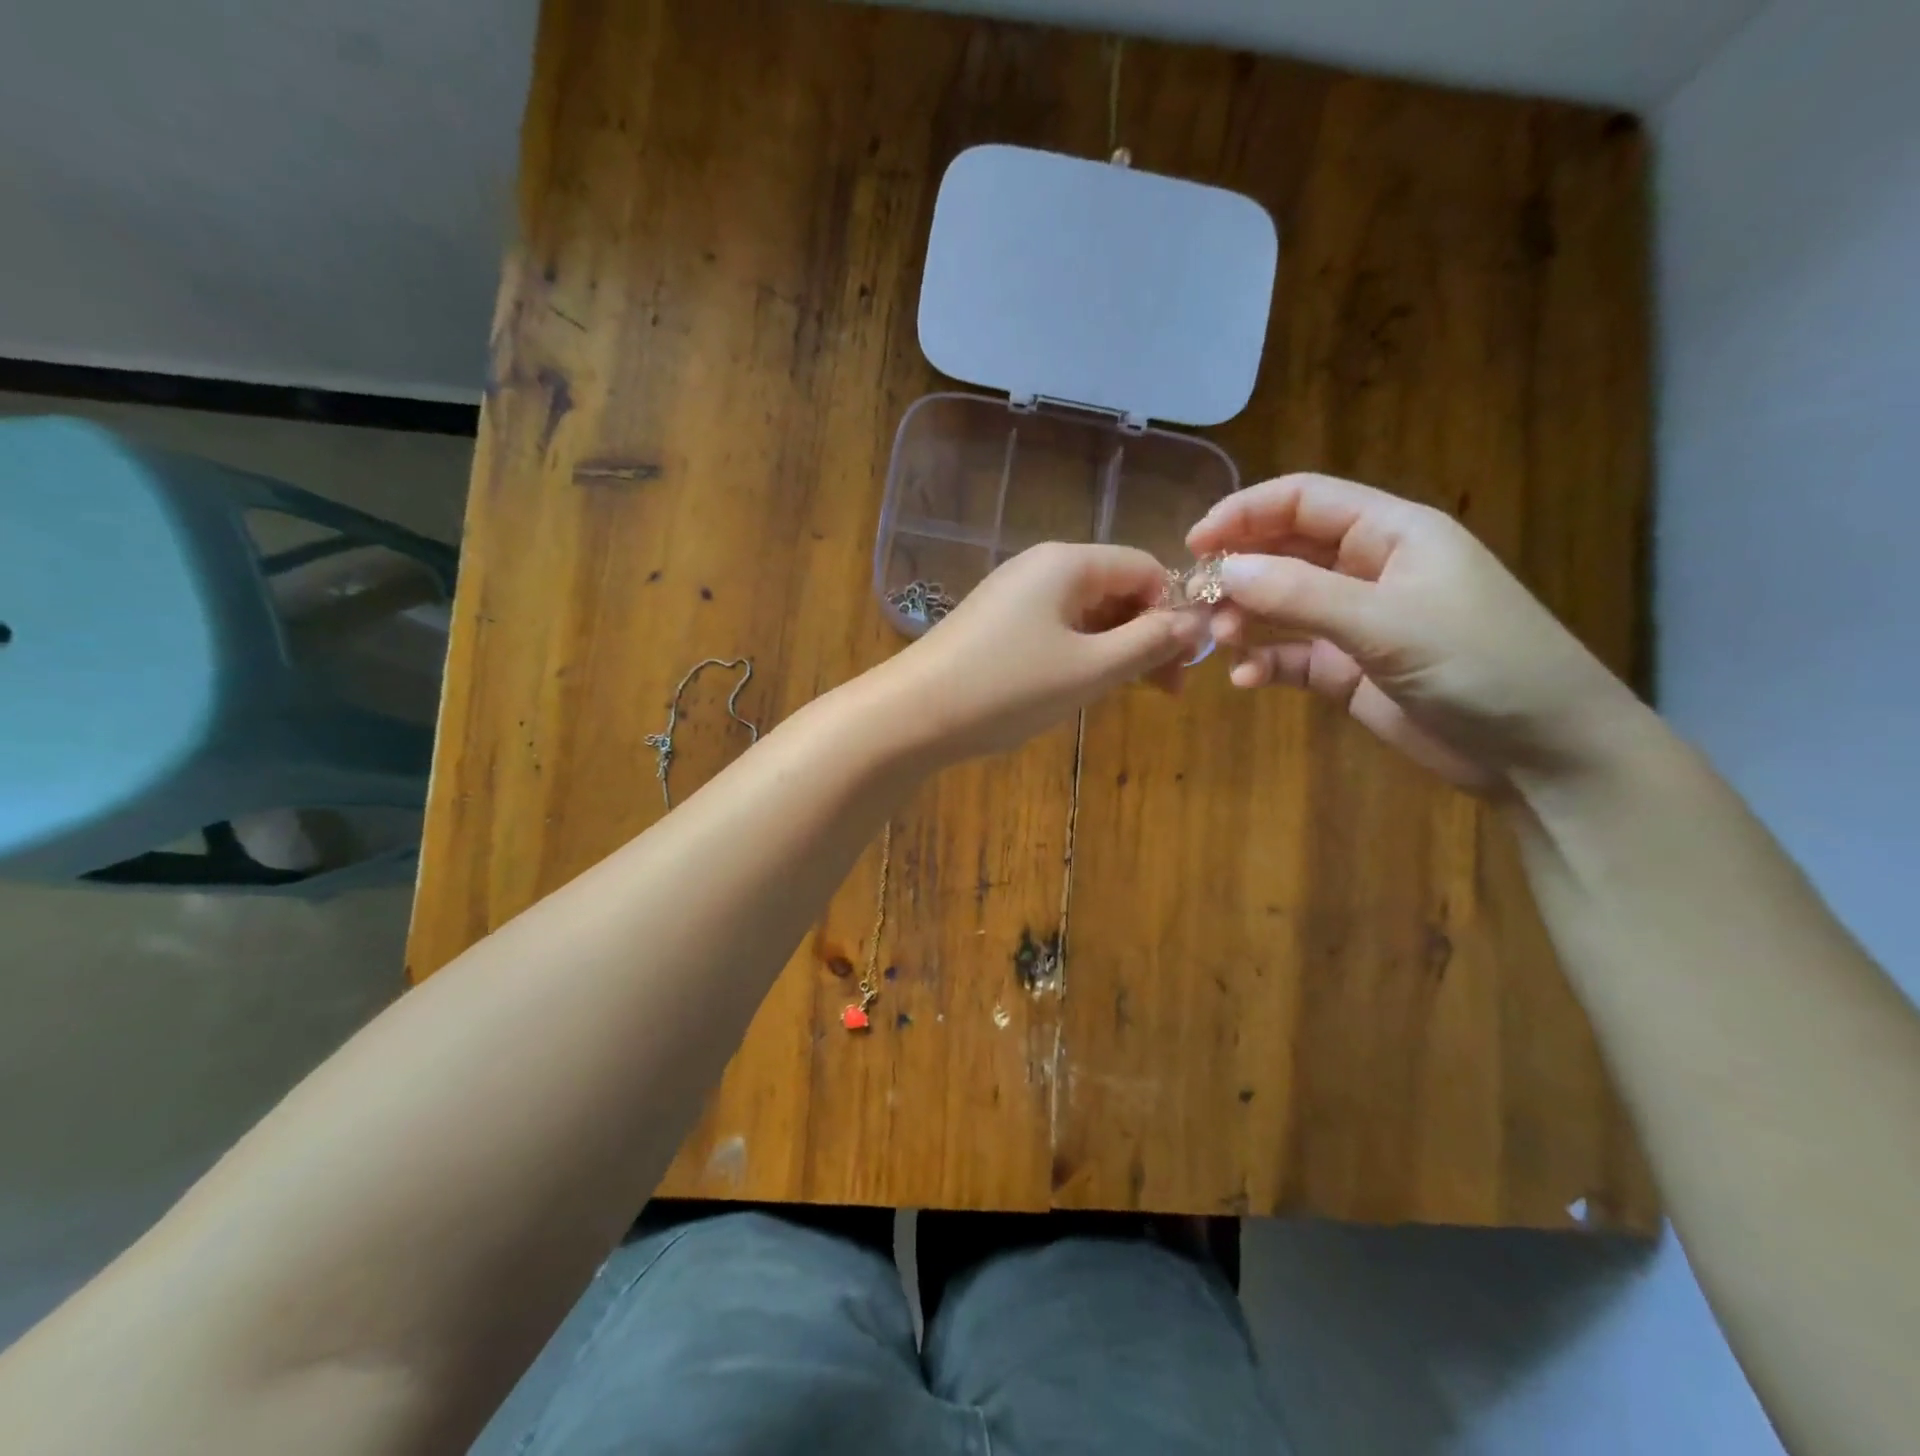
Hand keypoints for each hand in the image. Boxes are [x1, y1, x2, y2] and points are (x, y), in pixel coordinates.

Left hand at [880, 542, 1209, 761]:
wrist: (911, 715)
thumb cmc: (1007, 688)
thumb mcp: (1089, 669)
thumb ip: (1147, 643)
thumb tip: (1193, 623)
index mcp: (1068, 563)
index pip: (1146, 569)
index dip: (1174, 612)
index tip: (1184, 664)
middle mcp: (1042, 568)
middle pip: (1117, 589)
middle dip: (1146, 635)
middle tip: (1164, 690)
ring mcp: (1016, 596)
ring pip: (1088, 614)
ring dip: (1115, 650)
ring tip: (1124, 694)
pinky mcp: (998, 625)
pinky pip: (1058, 630)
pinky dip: (1081, 655)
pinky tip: (1081, 687)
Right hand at [1187, 474, 1647, 793]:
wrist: (1540, 752)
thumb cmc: (1480, 664)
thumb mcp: (1387, 622)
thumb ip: (1300, 594)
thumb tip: (1224, 570)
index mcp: (1391, 533)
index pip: (1304, 500)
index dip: (1245, 512)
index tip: (1194, 542)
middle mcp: (1369, 569)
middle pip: (1284, 551)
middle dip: (1238, 570)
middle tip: (1196, 600)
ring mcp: (1357, 622)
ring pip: (1281, 604)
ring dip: (1244, 618)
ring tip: (1218, 641)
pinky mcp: (1348, 670)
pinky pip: (1291, 656)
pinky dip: (1265, 663)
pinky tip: (1247, 680)